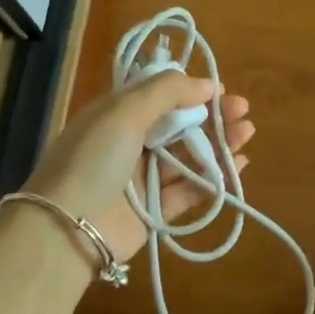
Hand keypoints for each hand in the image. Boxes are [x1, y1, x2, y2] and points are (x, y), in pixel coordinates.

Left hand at [20, 71, 254, 263]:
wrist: (67, 229)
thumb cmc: (93, 160)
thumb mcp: (123, 112)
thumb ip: (166, 92)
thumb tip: (207, 84)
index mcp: (116, 115)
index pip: (158, 95)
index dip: (190, 90)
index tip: (219, 90)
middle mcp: (129, 143)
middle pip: (179, 124)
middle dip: (212, 116)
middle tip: (243, 111)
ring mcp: (142, 178)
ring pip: (188, 156)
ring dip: (218, 143)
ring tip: (247, 133)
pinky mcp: (155, 210)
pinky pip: (190, 190)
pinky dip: (214, 178)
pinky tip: (238, 166)